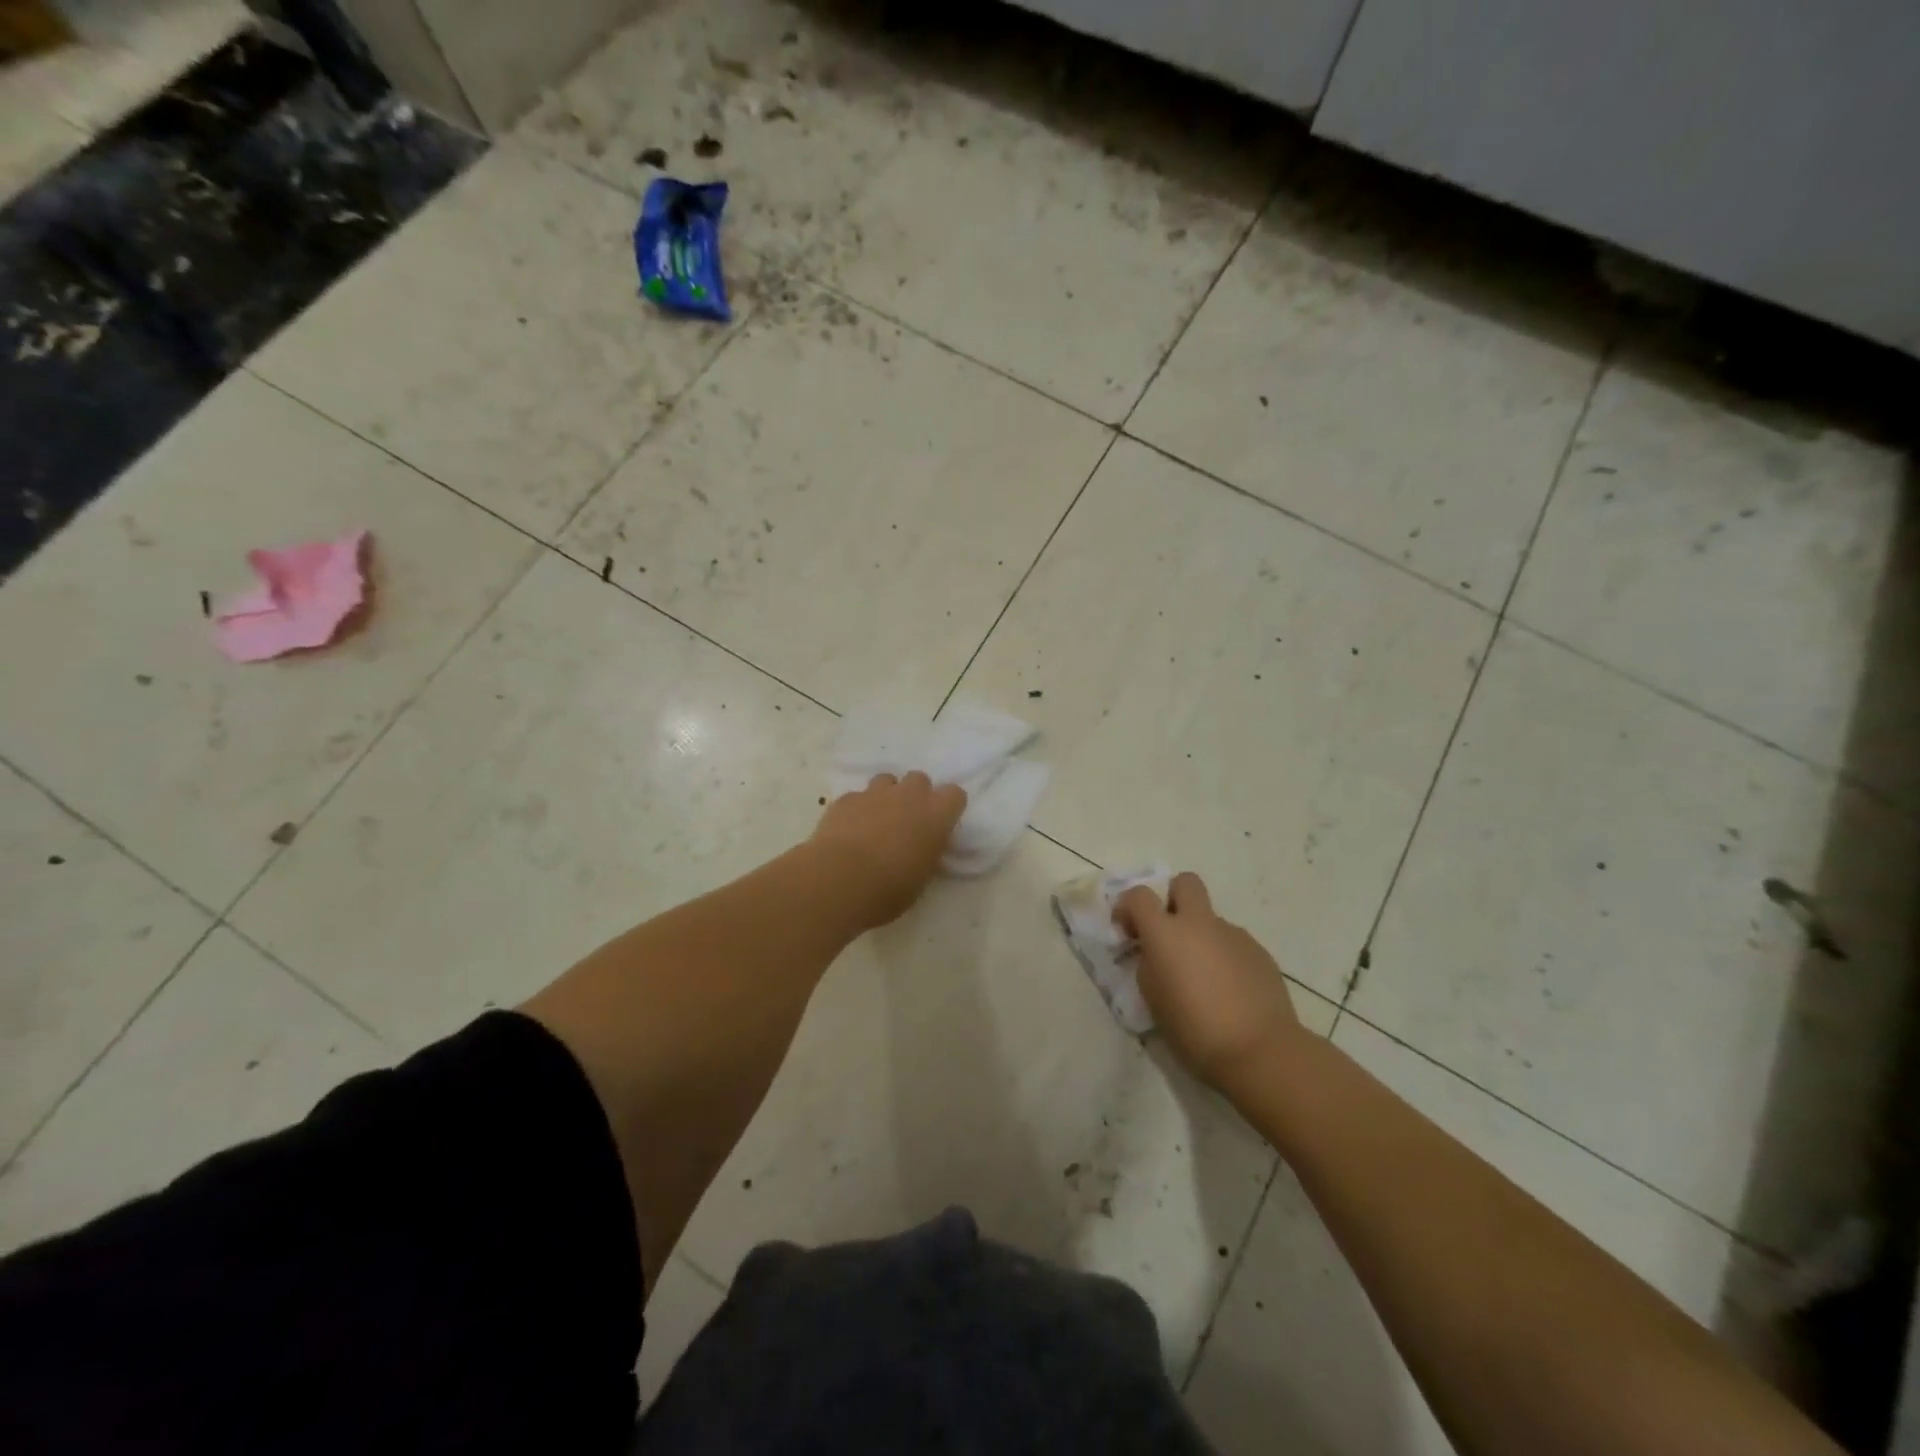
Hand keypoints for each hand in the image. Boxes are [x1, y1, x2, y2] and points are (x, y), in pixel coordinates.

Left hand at [811, 772, 966, 927]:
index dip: (947, 807)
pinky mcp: (846, 799)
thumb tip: (921, 849)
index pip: (955, 795)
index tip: (940, 824)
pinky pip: (857, 796)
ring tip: (876, 822)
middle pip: (919, 779)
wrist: (840, 880)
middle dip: (915, 795)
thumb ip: (926, 855)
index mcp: (936, 816)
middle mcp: (909, 796)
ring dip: (886, 797)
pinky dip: (856, 809)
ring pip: (886, 780)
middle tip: (907, 821)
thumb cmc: (889, 889)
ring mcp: (875, 793)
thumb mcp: (921, 879)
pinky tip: (848, 830)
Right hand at [1116, 872, 1300, 1091]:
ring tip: (1203, 978)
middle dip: (1172, 898)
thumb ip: (1149, 965)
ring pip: (1211, 919)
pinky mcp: (1259, 952)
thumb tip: (1155, 954)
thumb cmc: (1194, 1029)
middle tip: (1168, 932)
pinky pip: (1232, 943)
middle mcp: (1200, 924)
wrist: (1259, 1051)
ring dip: (1200, 936)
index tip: (1128, 931)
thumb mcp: (1153, 999)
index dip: (1128, 906)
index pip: (1139, 895)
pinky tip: (1228, 990)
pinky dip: (1224, 957)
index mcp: (1166, 933)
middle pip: (1185, 883)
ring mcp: (1234, 935)